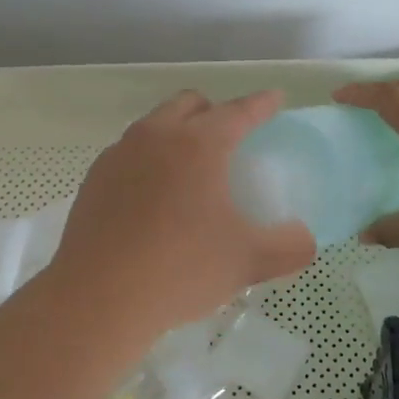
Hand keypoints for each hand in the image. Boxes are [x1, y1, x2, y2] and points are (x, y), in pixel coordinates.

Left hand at [43, 90, 316, 340]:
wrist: (97, 299)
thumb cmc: (180, 270)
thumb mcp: (248, 262)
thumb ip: (289, 247)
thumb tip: (304, 239)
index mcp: (197, 144)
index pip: (238, 112)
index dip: (261, 104)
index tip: (274, 99)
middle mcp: (155, 136)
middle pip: (189, 104)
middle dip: (214, 110)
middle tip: (231, 137)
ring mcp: (119, 155)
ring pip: (154, 125)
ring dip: (177, 133)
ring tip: (190, 169)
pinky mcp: (94, 179)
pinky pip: (129, 154)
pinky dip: (149, 160)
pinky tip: (152, 197)